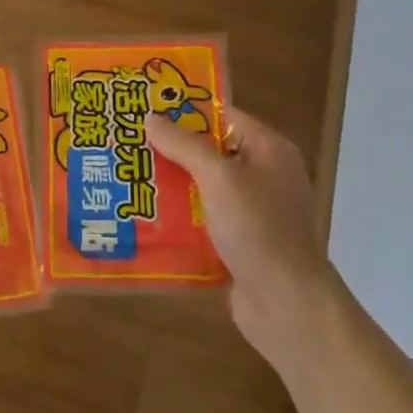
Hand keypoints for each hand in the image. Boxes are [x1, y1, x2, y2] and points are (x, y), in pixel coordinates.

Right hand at [146, 106, 341, 373]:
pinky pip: (203, 220)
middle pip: (210, 152)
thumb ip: (185, 145)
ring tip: (126, 180)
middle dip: (170, 150)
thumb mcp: (218, 178)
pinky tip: (144, 218)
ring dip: (170, 187)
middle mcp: (263, 175)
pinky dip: (179, 219)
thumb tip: (152, 117)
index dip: (185, 111)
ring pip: (203, 188)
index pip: (223, 116)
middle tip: (127, 145)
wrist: (286, 303)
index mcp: (268, 150)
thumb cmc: (257, 228)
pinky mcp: (240, 242)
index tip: (145, 109)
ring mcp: (253, 211)